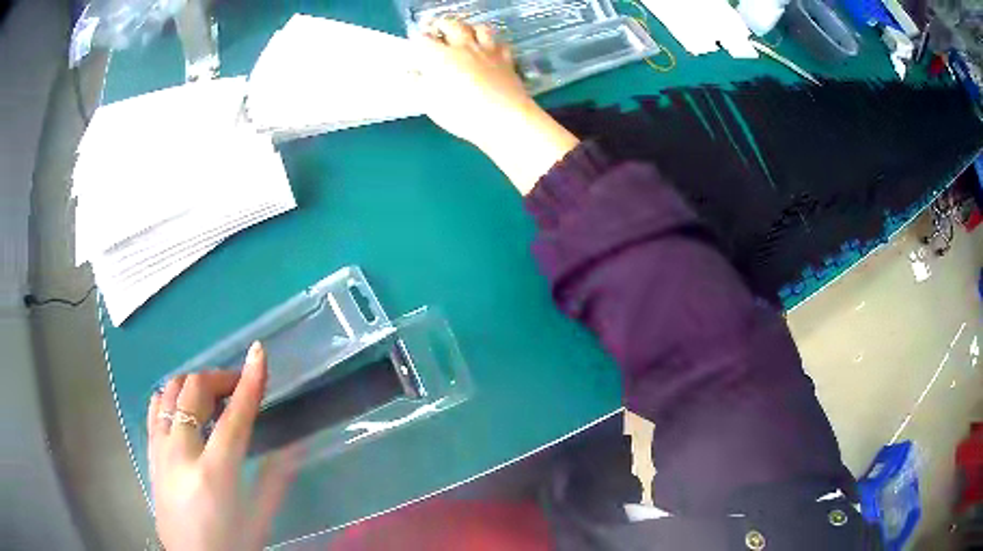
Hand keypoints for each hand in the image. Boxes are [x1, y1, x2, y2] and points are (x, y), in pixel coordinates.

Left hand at [148, 342, 296, 550]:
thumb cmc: (229, 545)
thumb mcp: (259, 521)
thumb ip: (275, 481)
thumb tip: (296, 445)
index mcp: (213, 475)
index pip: (233, 417)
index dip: (249, 382)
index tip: (259, 352)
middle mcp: (181, 453)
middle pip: (195, 392)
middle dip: (220, 378)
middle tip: (238, 385)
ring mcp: (160, 450)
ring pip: (170, 391)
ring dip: (194, 383)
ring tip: (212, 396)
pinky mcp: (150, 453)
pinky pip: (154, 407)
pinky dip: (170, 395)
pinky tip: (183, 406)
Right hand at [413, 19, 579, 193]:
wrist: (504, 117)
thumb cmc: (462, 113)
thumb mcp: (430, 103)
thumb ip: (419, 84)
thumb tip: (411, 73)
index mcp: (440, 56)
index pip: (423, 39)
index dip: (417, 39)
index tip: (415, 43)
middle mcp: (464, 47)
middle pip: (451, 24)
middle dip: (440, 25)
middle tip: (436, 29)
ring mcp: (487, 51)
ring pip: (478, 28)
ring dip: (468, 28)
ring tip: (463, 34)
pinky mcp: (506, 59)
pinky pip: (500, 43)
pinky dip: (492, 43)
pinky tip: (490, 49)